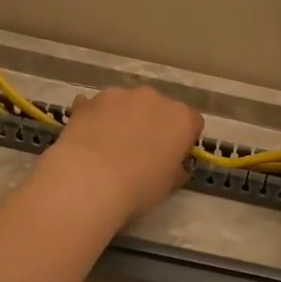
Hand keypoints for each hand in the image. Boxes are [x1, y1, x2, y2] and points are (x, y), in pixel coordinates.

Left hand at [41, 87, 203, 226]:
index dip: (184, 139)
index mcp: (181, 118)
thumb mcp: (169, 184)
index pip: (193, 122)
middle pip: (159, 108)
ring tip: (109, 147)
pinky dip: (96, 119)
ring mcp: (118, 95)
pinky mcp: (89, 100)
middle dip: (153, 124)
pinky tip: (88, 140)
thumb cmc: (138, 186)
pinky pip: (97, 108)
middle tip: (140, 151)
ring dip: (124, 118)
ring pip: (127, 104)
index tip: (173, 156)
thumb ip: (176, 168)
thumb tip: (173, 164)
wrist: (88, 180)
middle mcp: (153, 98)